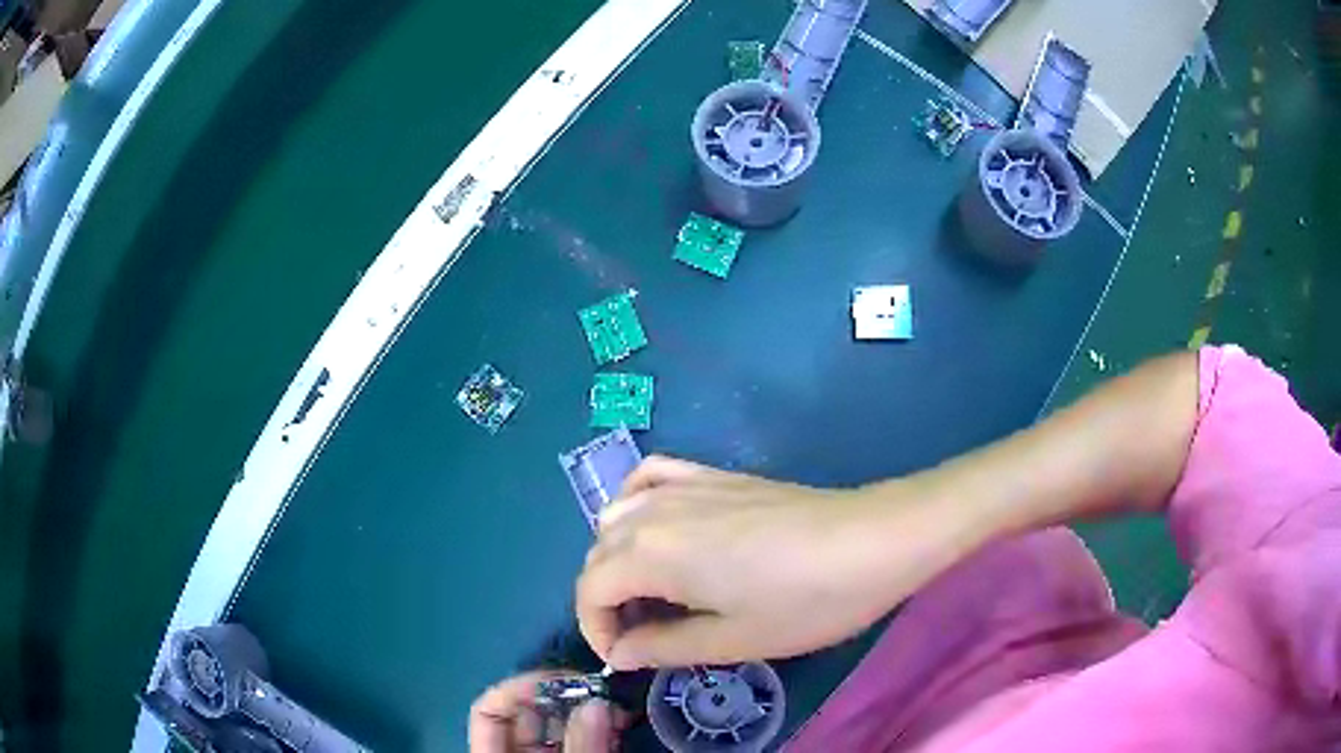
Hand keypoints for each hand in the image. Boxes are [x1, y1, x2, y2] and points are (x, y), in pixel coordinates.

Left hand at [469, 671, 625, 751]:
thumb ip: (580, 747)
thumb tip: (598, 701)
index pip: (489, 711)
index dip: (520, 688)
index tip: (566, 679)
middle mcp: (514, 752)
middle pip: (528, 715)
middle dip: (564, 697)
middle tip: (604, 693)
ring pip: (559, 728)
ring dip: (588, 713)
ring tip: (620, 708)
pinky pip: (581, 742)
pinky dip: (599, 731)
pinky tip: (621, 723)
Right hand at [577, 457, 976, 670]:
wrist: (871, 541)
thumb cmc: (804, 601)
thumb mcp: (731, 639)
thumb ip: (662, 646)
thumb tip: (620, 652)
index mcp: (650, 553)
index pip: (590, 589)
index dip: (595, 629)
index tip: (625, 658)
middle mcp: (653, 511)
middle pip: (599, 553)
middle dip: (606, 599)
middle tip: (645, 636)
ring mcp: (684, 485)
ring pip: (617, 516)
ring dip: (617, 557)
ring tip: (652, 592)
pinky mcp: (713, 475)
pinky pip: (651, 477)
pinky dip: (637, 501)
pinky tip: (658, 526)